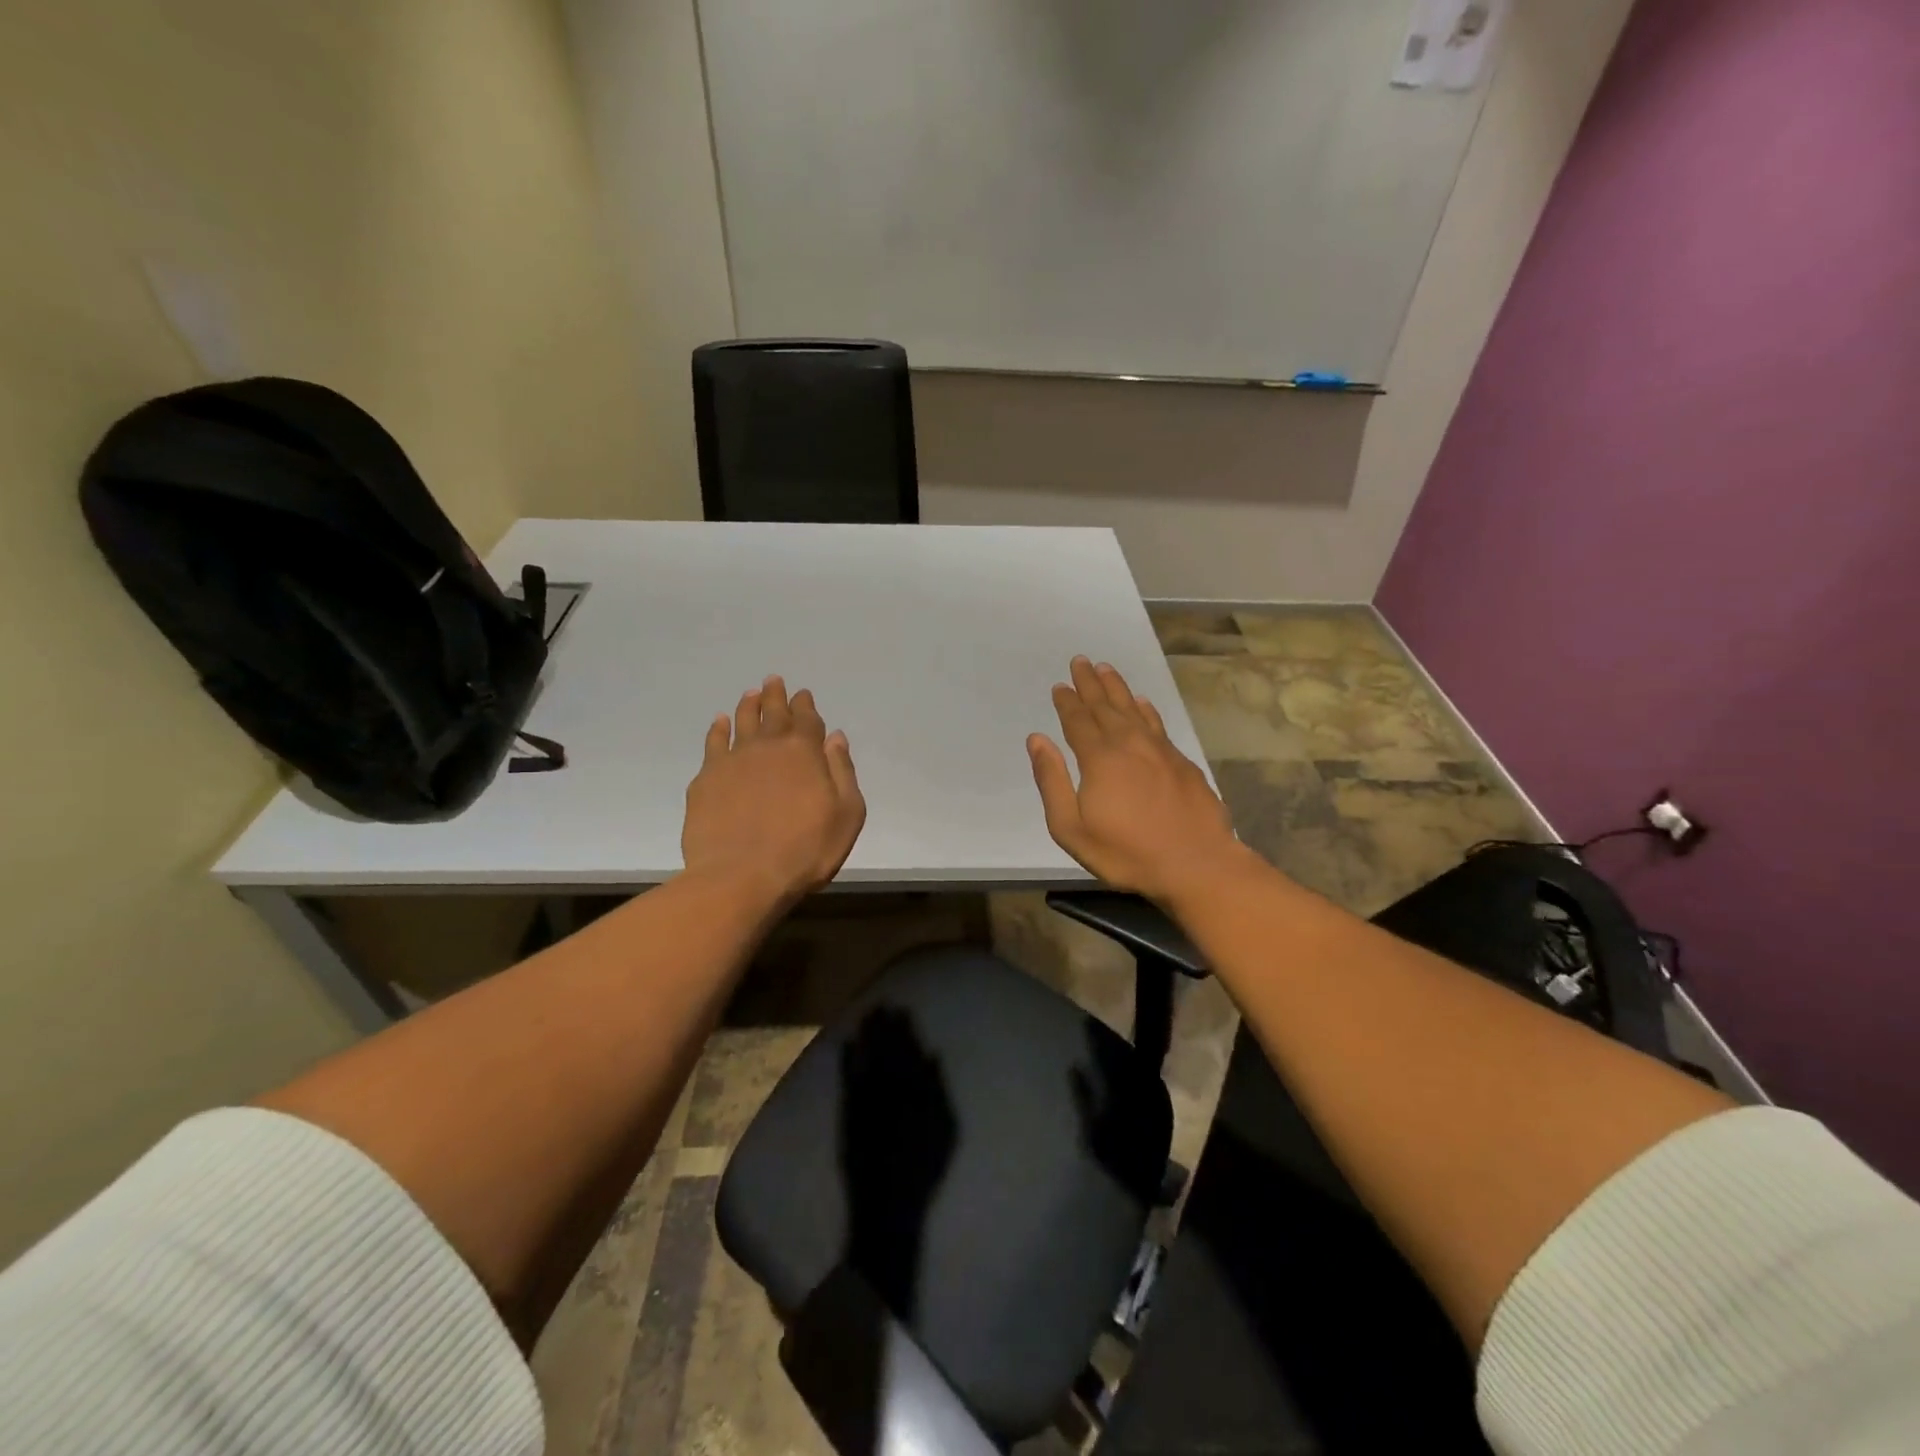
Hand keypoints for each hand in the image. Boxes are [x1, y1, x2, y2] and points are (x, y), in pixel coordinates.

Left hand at [682, 675, 866, 904]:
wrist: (741, 876)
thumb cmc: (805, 850)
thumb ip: (843, 772)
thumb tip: (835, 738)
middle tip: (774, 681)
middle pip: (772, 713)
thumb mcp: (846, 814)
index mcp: (804, 752)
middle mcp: (768, 746)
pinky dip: (718, 729)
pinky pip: (713, 743)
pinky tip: (720, 723)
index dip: (805, 705)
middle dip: (776, 695)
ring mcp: (733, 760)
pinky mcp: (706, 779)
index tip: (803, 694)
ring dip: (748, 705)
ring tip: (751, 693)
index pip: (806, 719)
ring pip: (742, 721)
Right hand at [1028, 657, 1245, 904]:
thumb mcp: (1072, 828)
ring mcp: (1159, 750)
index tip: (1060, 685)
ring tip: (1105, 669)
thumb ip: (1051, 781)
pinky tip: (1142, 702)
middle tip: (1080, 661)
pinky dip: (1145, 709)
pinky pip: (1157, 723)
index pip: (1078, 721)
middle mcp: (1129, 744)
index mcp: (1099, 758)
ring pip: (1133, 709)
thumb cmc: (1127, 853)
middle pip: (1105, 706)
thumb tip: (1037, 740)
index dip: (1067, 702)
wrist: (1197, 864)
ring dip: (1117, 688)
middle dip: (1090, 684)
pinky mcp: (1181, 762)